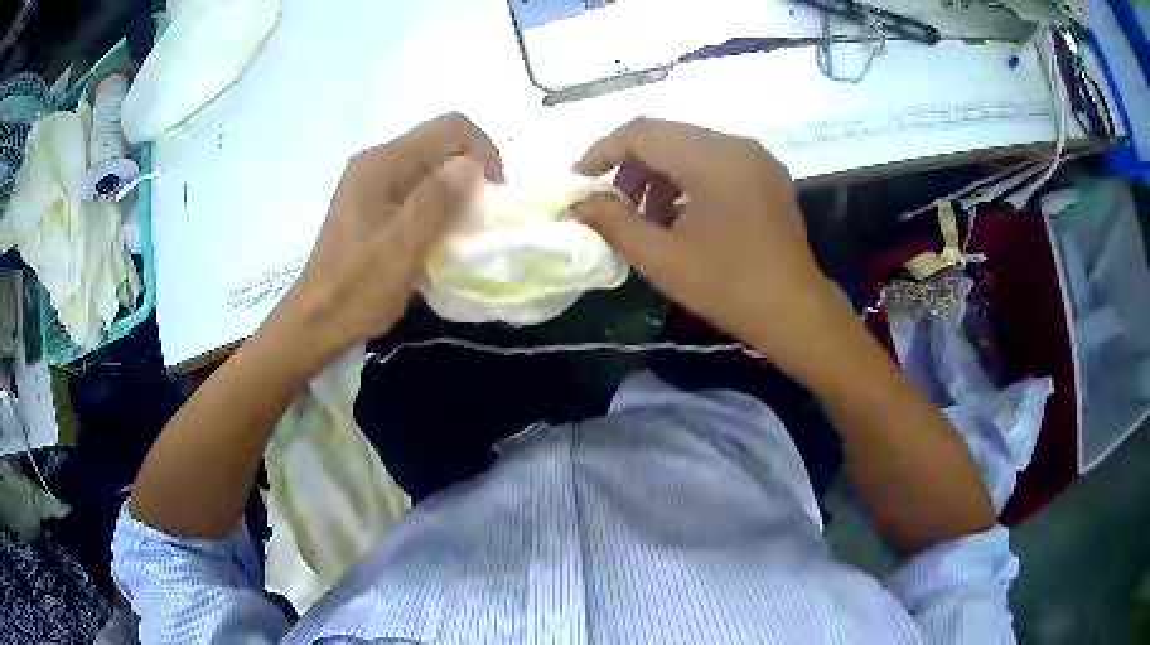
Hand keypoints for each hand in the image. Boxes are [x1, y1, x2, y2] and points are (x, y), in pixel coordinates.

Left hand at [279, 113, 503, 355]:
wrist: (317, 320)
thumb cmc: (358, 287)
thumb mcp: (403, 246)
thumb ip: (438, 200)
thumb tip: (471, 164)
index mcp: (383, 163)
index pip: (450, 128)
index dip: (482, 152)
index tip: (494, 194)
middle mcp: (376, 162)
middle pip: (439, 145)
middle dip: (469, 173)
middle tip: (477, 218)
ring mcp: (371, 182)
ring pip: (429, 168)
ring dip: (454, 192)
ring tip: (460, 231)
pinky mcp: (370, 203)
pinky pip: (414, 188)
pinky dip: (435, 205)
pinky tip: (435, 236)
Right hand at [571, 118, 844, 376]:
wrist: (795, 313)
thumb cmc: (728, 287)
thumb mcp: (662, 259)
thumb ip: (614, 223)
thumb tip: (577, 205)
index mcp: (714, 158)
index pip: (643, 132)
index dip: (603, 151)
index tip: (580, 182)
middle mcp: (737, 145)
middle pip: (666, 136)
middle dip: (630, 167)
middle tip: (613, 207)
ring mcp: (756, 157)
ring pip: (689, 147)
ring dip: (659, 175)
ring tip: (648, 220)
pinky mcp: (765, 174)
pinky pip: (714, 162)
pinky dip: (686, 181)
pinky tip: (680, 218)